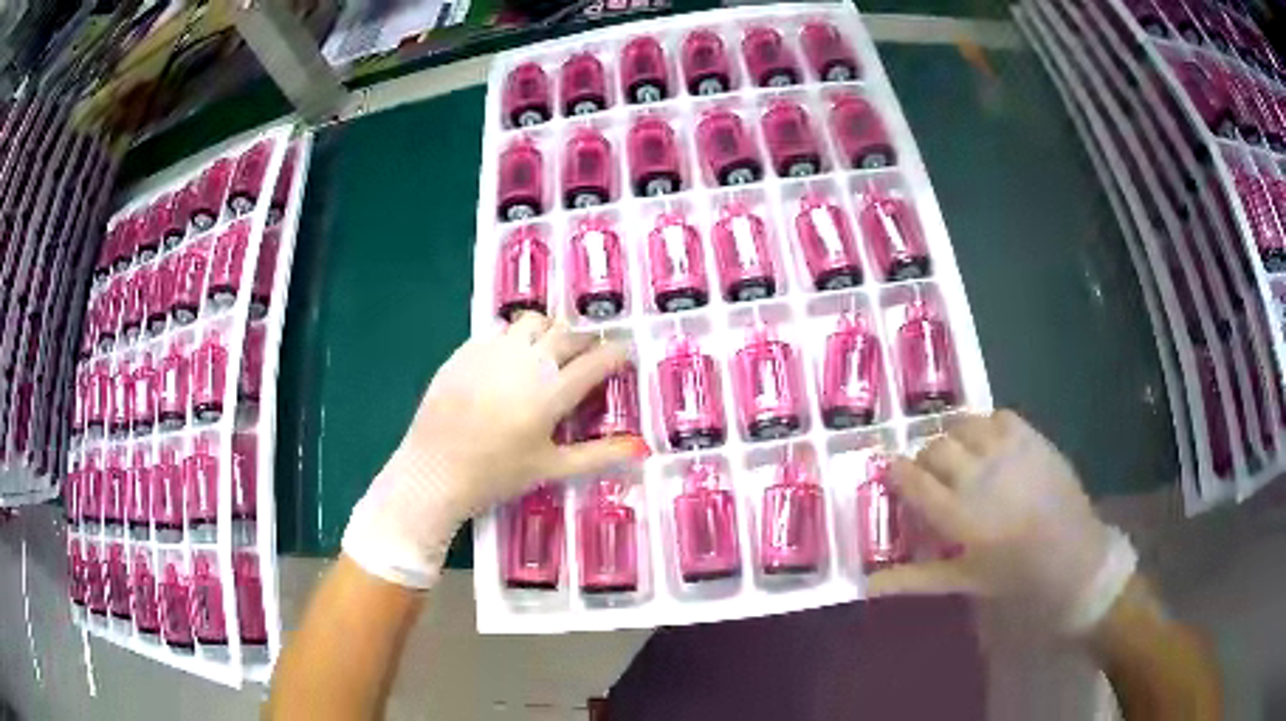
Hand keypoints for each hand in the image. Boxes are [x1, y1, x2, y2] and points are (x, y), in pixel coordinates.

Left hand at [342, 313, 648, 588]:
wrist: (432, 472)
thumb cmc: (495, 476)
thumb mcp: (551, 468)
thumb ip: (599, 455)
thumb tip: (642, 448)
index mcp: (550, 393)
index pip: (596, 360)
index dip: (617, 354)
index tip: (623, 357)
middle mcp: (525, 361)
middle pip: (568, 333)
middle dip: (585, 341)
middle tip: (587, 359)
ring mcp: (492, 352)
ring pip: (533, 321)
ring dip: (550, 331)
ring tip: (549, 353)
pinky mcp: (465, 350)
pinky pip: (499, 329)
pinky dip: (514, 337)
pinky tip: (510, 360)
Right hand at [868, 410, 1136, 636]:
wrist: (1072, 555)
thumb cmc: (1014, 574)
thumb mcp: (962, 580)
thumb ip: (913, 579)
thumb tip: (865, 586)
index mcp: (957, 513)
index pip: (912, 479)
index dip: (896, 472)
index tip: (894, 475)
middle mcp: (978, 473)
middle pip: (935, 448)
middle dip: (926, 459)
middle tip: (933, 477)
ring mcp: (1007, 450)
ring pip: (963, 424)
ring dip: (954, 438)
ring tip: (961, 456)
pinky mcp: (1031, 437)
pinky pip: (997, 415)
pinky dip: (986, 426)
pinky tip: (991, 445)